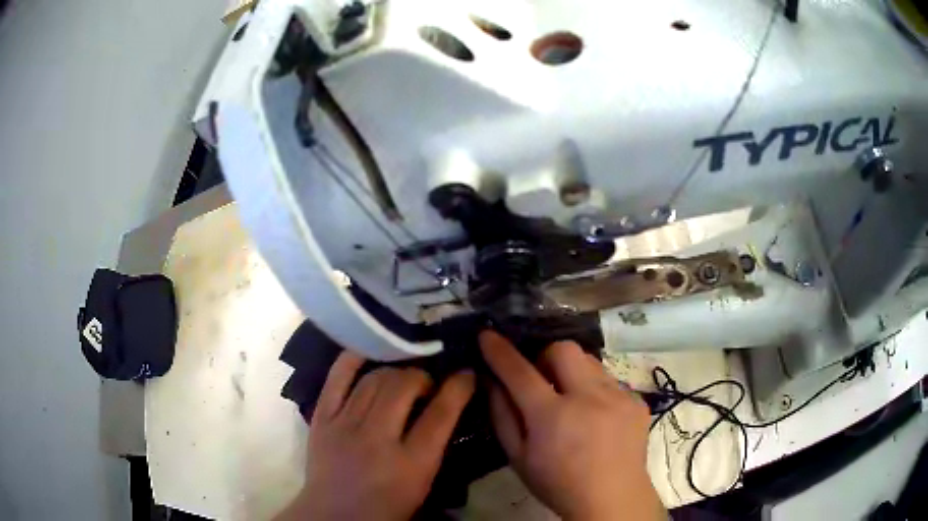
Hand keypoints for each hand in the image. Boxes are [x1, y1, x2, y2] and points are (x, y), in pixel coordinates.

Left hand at [277, 352, 474, 520]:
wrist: (334, 516)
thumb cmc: (387, 507)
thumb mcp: (423, 484)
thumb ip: (435, 445)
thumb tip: (446, 406)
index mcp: (411, 464)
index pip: (441, 414)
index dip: (458, 387)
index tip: (466, 374)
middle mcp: (377, 440)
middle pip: (404, 386)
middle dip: (422, 376)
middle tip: (427, 384)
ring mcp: (345, 425)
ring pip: (375, 378)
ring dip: (395, 371)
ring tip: (401, 379)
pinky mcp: (322, 418)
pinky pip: (337, 377)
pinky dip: (354, 359)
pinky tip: (369, 354)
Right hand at [480, 331, 664, 520]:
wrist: (612, 499)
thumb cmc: (558, 483)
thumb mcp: (518, 458)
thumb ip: (502, 416)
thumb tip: (492, 381)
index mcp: (553, 416)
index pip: (520, 371)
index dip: (500, 351)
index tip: (488, 335)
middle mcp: (589, 397)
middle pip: (563, 349)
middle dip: (546, 357)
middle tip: (542, 381)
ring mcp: (619, 396)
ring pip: (590, 361)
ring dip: (573, 373)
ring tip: (572, 401)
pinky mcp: (637, 401)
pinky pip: (610, 380)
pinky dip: (596, 390)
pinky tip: (597, 417)